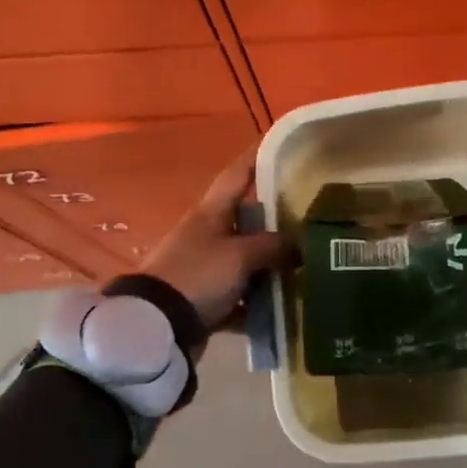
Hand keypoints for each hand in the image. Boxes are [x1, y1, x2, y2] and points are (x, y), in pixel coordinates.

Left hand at [142, 153, 294, 335]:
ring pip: (246, 260)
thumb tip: (302, 243)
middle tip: (309, 218)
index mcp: (211, 213)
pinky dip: (256, 303)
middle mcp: (207, 234)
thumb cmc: (198, 275)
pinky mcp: (204, 298)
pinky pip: (238, 295)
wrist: (157, 326)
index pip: (237, 175)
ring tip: (304, 268)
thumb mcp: (241, 256)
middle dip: (275, 222)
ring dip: (269, 267)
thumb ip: (274, 246)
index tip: (276, 141)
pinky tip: (281, 309)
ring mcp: (204, 267)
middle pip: (246, 221)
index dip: (255, 156)